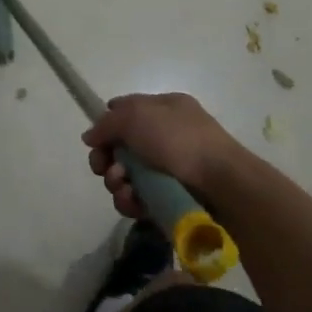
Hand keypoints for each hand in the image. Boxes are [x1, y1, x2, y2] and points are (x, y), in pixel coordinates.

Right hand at [82, 93, 243, 219]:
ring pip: (126, 176)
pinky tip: (133, 202)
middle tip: (104, 168)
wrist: (221, 183)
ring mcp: (169, 169)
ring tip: (124, 187)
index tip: (95, 140)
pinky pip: (139, 199)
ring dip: (116, 182)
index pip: (126, 111)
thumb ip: (107, 123)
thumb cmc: (179, 140)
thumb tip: (90, 136)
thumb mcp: (137, 117)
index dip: (107, 125)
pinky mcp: (169, 198)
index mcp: (164, 109)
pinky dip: (130, 201)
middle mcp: (166, 137)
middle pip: (121, 147)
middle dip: (106, 159)